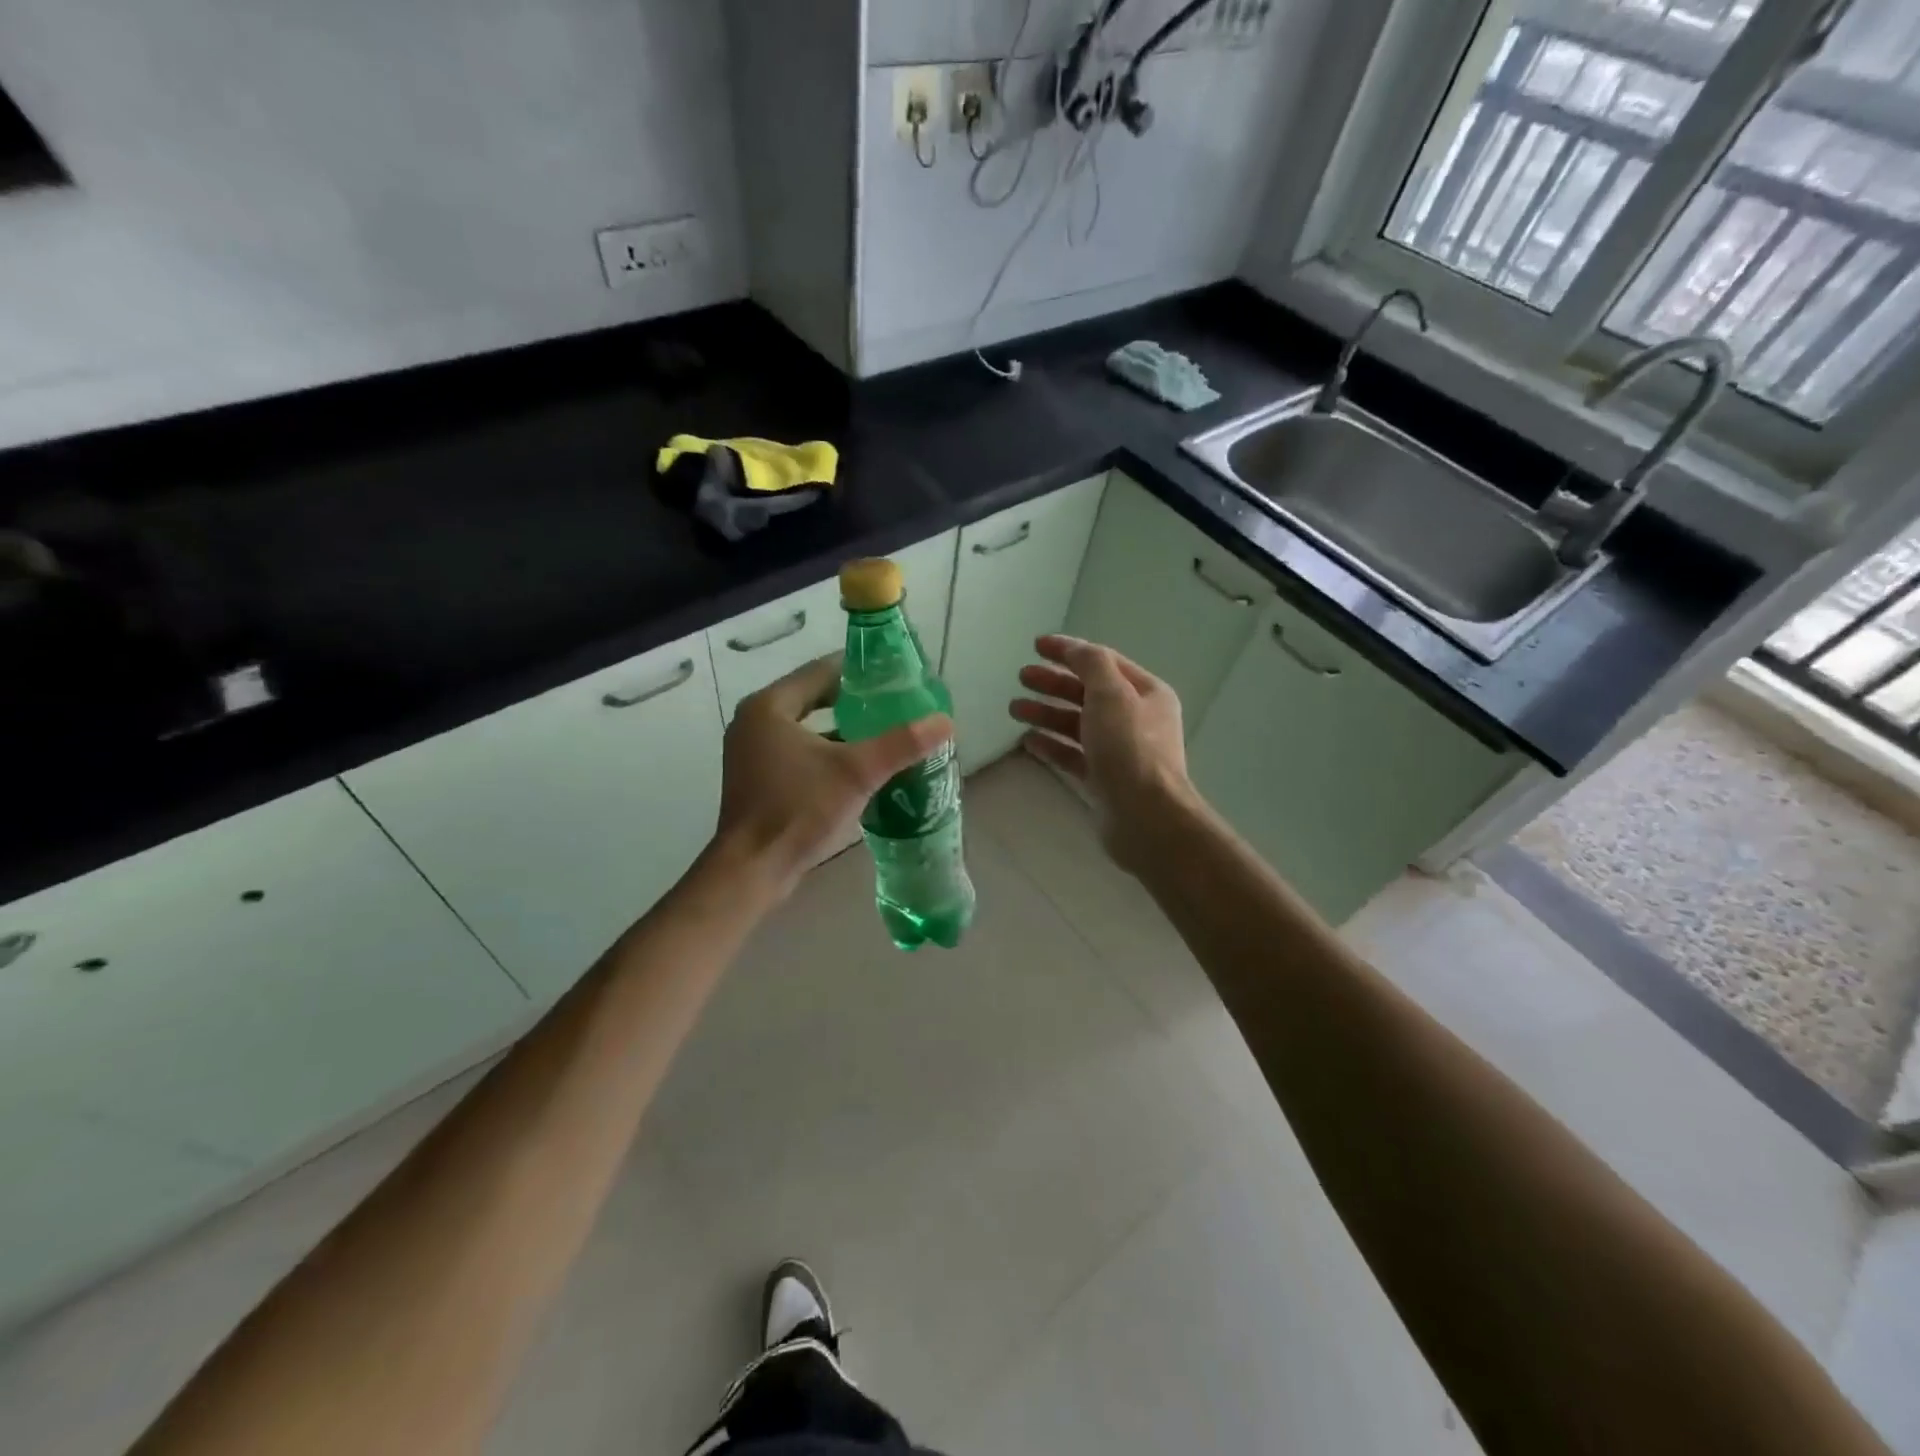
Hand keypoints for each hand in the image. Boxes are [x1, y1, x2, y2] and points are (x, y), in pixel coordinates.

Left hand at [712, 654, 951, 897]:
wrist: (753, 869)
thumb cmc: (799, 809)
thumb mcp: (857, 772)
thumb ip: (901, 744)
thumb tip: (946, 721)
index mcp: (769, 707)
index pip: (820, 671)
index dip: (859, 671)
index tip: (894, 676)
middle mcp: (754, 722)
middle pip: (813, 699)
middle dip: (854, 703)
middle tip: (895, 705)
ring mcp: (752, 753)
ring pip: (806, 729)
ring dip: (842, 730)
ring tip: (884, 733)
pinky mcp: (758, 781)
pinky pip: (798, 753)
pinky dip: (826, 754)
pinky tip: (859, 767)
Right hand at [1009, 634, 1190, 871]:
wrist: (1146, 817)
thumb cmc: (1129, 748)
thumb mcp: (1111, 694)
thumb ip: (1091, 664)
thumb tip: (1075, 649)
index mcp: (1146, 693)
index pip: (1103, 662)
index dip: (1069, 651)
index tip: (1035, 646)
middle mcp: (1135, 719)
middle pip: (1087, 692)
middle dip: (1054, 683)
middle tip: (1021, 676)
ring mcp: (1119, 751)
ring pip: (1077, 724)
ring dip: (1046, 713)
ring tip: (1014, 708)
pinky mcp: (1104, 779)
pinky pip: (1073, 755)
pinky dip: (1051, 745)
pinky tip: (1027, 740)